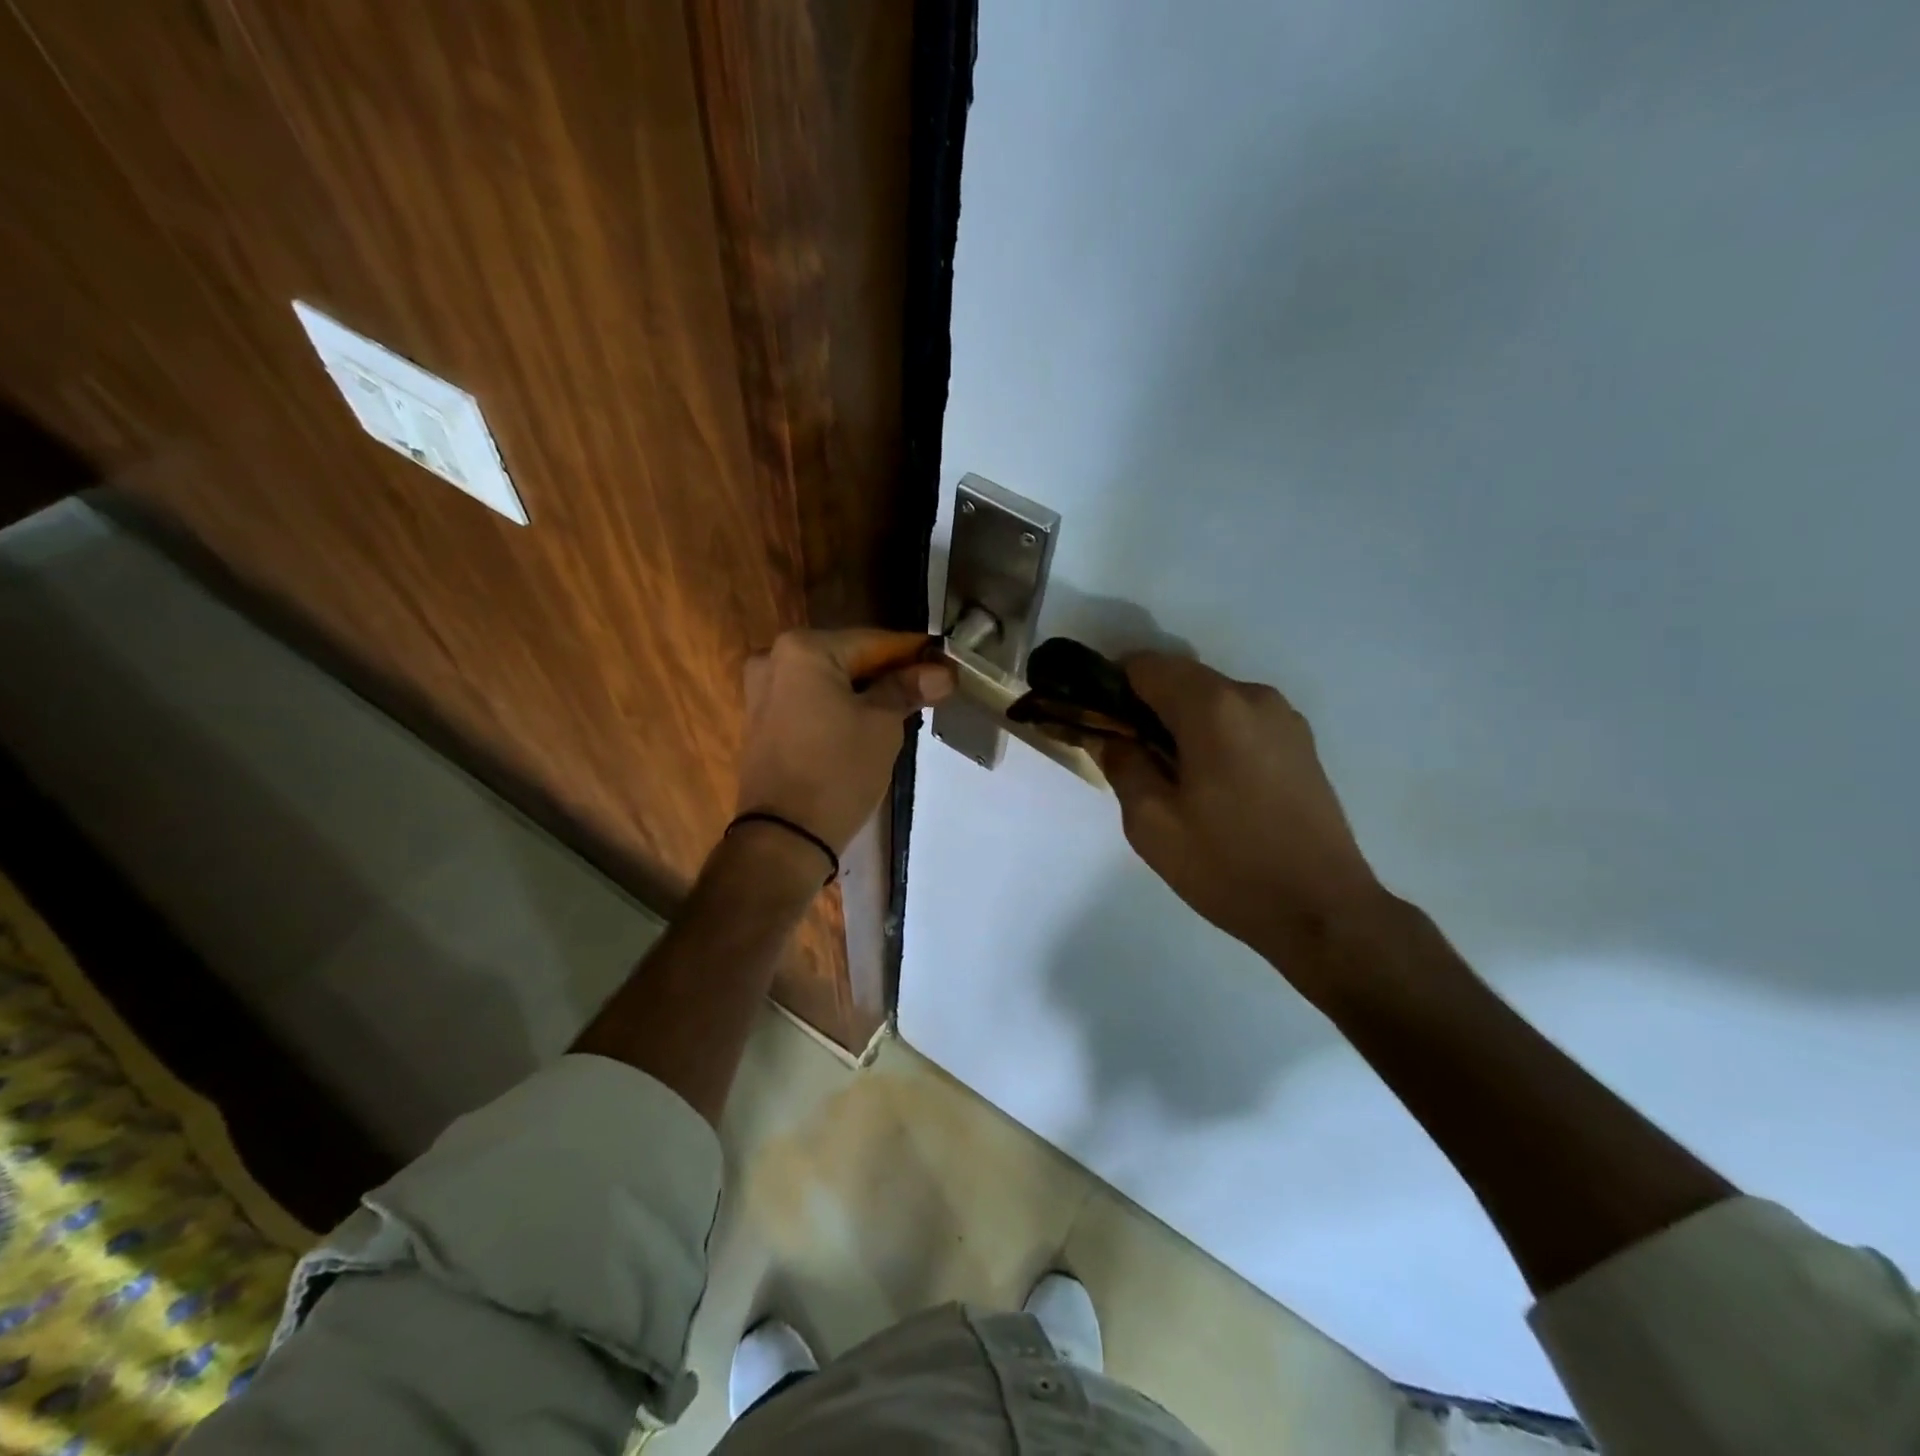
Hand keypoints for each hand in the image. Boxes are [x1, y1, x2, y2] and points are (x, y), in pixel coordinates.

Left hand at [735, 628, 953, 854]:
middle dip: (888, 673)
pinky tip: (866, 721)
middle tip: (928, 689)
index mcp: (804, 649)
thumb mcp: (882, 725)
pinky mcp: (760, 721)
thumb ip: (908, 688)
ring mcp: (761, 691)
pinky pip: (809, 701)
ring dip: (864, 691)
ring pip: (828, 681)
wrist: (785, 835)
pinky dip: (838, 706)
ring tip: (903, 708)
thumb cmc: (838, 771)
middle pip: (848, 657)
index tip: (945, 664)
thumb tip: (941, 672)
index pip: (873, 642)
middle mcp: (775, 659)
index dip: (913, 653)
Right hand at [1101, 653, 1384, 963]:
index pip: (1145, 665)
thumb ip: (1122, 765)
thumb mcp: (1152, 823)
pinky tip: (1212, 786)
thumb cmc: (1227, 865)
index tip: (1100, 726)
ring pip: (1212, 700)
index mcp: (1213, 708)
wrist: (1323, 912)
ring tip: (1173, 779)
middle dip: (1147, 708)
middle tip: (1130, 759)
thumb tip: (1109, 736)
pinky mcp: (1301, 743)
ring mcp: (1284, 718)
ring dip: (1181, 723)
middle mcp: (1253, 696)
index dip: (1113, 687)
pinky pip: (1241, 721)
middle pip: (1181, 679)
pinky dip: (1213, 736)